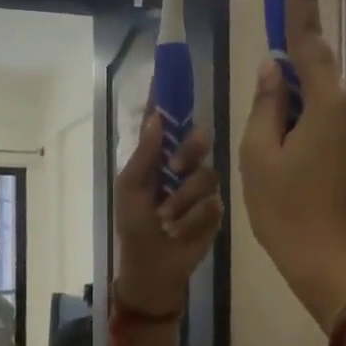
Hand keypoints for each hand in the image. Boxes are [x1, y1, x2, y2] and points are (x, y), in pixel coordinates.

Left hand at [113, 113, 224, 314]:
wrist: (152, 270)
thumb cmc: (134, 228)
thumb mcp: (131, 190)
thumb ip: (144, 155)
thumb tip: (155, 117)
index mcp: (156, 160)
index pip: (164, 124)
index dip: (167, 101)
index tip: (170, 75)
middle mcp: (182, 169)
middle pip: (198, 140)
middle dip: (190, 151)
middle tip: (177, 168)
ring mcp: (200, 190)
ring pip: (207, 175)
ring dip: (183, 200)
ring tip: (168, 219)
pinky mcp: (215, 213)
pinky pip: (213, 204)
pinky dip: (193, 220)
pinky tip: (181, 232)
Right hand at [239, 0, 345, 328]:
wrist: (341, 270)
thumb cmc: (290, 213)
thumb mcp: (260, 159)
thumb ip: (265, 108)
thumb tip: (273, 72)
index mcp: (330, 102)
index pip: (309, 43)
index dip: (299, 8)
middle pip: (317, 81)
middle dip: (287, 89)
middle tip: (261, 131)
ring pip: (325, 112)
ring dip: (297, 122)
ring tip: (274, 168)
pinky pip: (336, 134)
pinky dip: (312, 142)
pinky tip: (296, 179)